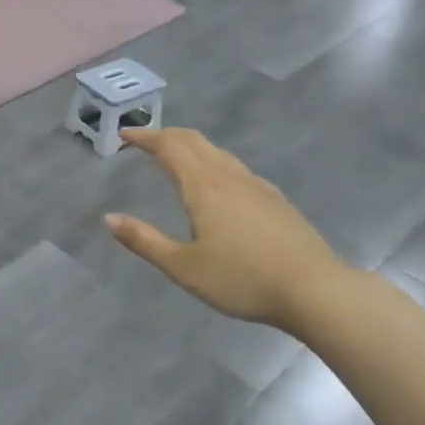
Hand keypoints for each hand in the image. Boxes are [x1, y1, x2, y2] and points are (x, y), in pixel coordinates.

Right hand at [105, 127, 347, 329]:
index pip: (169, 146)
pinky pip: (235, 168)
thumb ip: (144, 241)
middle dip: (166, 135)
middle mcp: (228, 176)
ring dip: (191, 147)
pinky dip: (213, 162)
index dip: (145, 136)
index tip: (125, 134)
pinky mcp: (275, 200)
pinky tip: (217, 185)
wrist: (315, 290)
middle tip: (144, 141)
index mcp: (203, 186)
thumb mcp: (183, 268)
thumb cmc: (243, 279)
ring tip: (175, 159)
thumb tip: (109, 219)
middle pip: (194, 140)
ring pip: (217, 152)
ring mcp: (256, 186)